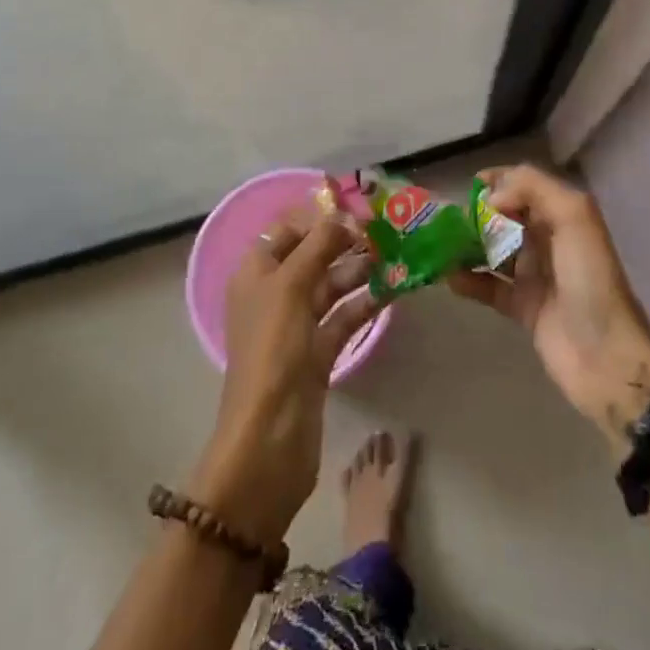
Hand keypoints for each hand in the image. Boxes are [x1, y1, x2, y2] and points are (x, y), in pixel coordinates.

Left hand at [190, 207, 382, 543]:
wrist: (269, 440)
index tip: (357, 209)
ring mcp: (295, 327)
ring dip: (358, 271)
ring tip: (394, 256)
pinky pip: (343, 318)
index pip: (287, 231)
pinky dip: (364, 304)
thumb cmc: (273, 350)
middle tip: (384, 231)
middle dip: (344, 242)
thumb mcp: (291, 287)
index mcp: (255, 273)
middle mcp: (273, 295)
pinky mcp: (316, 355)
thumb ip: (317, 245)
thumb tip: (343, 216)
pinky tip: (392, 290)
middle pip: (311, 256)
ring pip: (330, 287)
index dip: (318, 217)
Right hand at [448, 165, 649, 455]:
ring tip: (440, 244)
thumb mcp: (575, 218)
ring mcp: (535, 275)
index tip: (470, 185)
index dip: (499, 181)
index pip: (526, 186)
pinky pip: (489, 287)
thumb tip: (491, 198)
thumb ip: (534, 189)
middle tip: (448, 218)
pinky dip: (468, 280)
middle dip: (477, 213)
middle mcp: (549, 241)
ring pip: (494, 250)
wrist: (606, 358)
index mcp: (564, 216)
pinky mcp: (522, 308)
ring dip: (468, 245)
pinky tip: (448, 277)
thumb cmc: (590, 280)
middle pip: (506, 217)